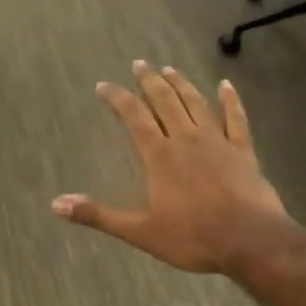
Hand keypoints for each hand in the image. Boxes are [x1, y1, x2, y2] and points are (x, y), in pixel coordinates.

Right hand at [53, 62, 297, 275]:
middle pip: (165, 102)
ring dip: (181, 85)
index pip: (133, 117)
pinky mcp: (243, 151)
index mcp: (159, 156)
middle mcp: (186, 139)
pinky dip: (230, 100)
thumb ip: (98, 215)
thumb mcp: (139, 231)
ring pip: (196, 104)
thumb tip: (56, 204)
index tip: (103, 85)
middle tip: (140, 64)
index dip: (117, 98)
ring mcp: (217, 142)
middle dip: (149, 82)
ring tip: (169, 69)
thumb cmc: (191, 237)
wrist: (248, 240)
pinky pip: (236, 119)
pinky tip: (226, 86)